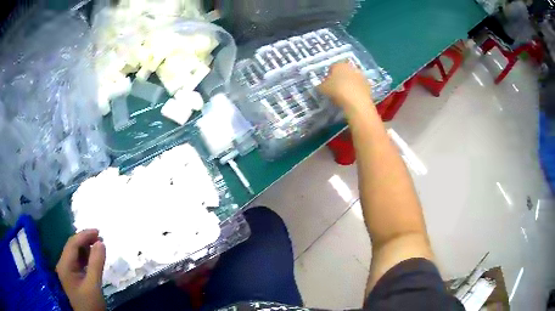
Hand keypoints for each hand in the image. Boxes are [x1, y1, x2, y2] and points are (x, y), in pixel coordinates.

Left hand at [56, 229, 105, 310]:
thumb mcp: (94, 285)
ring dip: (86, 247)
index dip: (84, 235)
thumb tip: (101, 242)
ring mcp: (68, 270)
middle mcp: (63, 265)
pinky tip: (94, 256)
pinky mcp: (74, 276)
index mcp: (65, 265)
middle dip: (85, 240)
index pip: (72, 244)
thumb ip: (96, 263)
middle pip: (73, 246)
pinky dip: (87, 256)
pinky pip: (79, 261)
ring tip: (99, 244)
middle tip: (100, 236)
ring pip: (76, 253)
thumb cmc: (90, 304)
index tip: (98, 231)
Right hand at [318, 62, 373, 110]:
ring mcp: (361, 76)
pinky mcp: (368, 85)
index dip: (328, 75)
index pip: (332, 67)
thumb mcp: (323, 88)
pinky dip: (356, 91)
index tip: (326, 84)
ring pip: (352, 79)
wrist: (356, 101)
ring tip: (344, 95)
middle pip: (344, 72)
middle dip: (340, 78)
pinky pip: (359, 87)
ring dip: (349, 84)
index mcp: (339, 65)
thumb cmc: (337, 91)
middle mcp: (351, 67)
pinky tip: (352, 98)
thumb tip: (321, 85)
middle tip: (335, 89)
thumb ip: (321, 85)